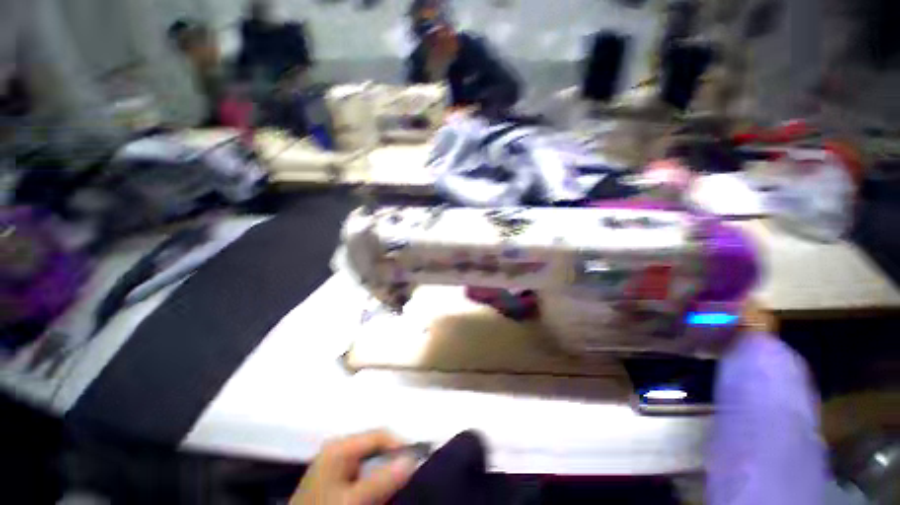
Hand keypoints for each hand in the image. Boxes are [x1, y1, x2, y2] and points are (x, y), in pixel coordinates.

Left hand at [290, 430, 416, 504]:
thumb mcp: (352, 500)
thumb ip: (381, 480)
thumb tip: (412, 460)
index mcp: (340, 446)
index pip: (379, 434)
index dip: (400, 445)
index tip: (416, 464)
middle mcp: (338, 449)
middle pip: (376, 446)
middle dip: (393, 460)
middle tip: (408, 478)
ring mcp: (336, 464)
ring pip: (371, 460)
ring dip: (385, 472)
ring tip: (397, 486)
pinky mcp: (335, 479)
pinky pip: (363, 472)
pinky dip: (375, 480)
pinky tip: (379, 492)